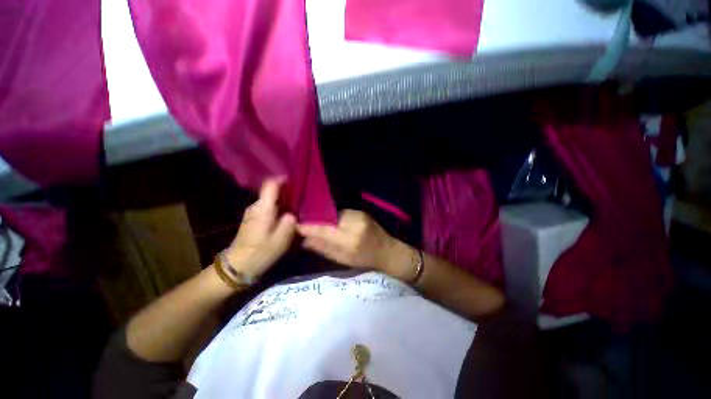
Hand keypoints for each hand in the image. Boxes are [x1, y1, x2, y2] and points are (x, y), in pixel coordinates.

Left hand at [224, 178, 295, 277]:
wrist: (237, 266)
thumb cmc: (260, 253)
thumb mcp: (280, 240)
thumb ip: (288, 223)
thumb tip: (292, 214)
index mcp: (263, 209)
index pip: (270, 185)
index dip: (282, 180)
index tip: (294, 181)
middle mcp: (255, 207)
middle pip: (270, 192)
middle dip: (285, 193)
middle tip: (300, 198)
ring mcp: (251, 213)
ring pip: (269, 200)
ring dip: (282, 202)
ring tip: (294, 208)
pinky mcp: (251, 220)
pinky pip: (266, 208)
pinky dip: (276, 209)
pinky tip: (283, 217)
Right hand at [297, 210, 399, 271]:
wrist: (388, 252)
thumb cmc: (366, 261)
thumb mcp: (343, 260)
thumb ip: (323, 249)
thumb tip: (304, 240)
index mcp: (350, 241)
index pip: (324, 230)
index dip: (308, 227)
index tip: (295, 225)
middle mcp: (354, 224)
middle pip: (328, 219)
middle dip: (315, 221)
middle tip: (304, 224)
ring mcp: (359, 215)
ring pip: (334, 214)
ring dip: (325, 219)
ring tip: (317, 224)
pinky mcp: (361, 212)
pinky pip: (341, 213)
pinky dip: (334, 218)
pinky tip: (331, 222)